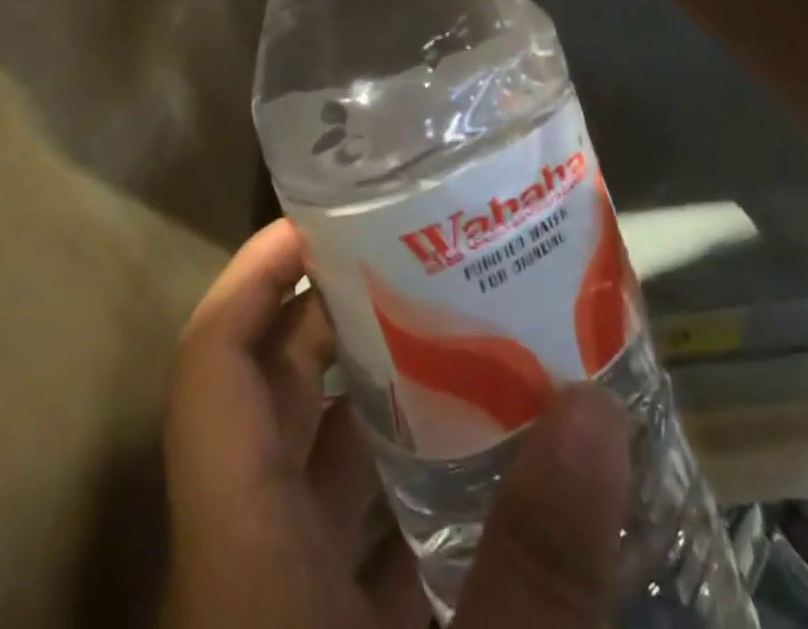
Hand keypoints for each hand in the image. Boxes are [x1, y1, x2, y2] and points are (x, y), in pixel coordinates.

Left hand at [161, 219, 632, 628]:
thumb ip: (537, 573)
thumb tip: (593, 411)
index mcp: (240, 553)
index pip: (213, 368)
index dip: (253, 277)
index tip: (315, 218)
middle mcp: (249, 567)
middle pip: (275, 400)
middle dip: (335, 318)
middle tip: (416, 255)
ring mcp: (286, 614)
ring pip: (322, 470)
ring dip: (382, 400)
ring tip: (464, 332)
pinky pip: (362, 545)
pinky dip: (414, 493)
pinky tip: (491, 475)